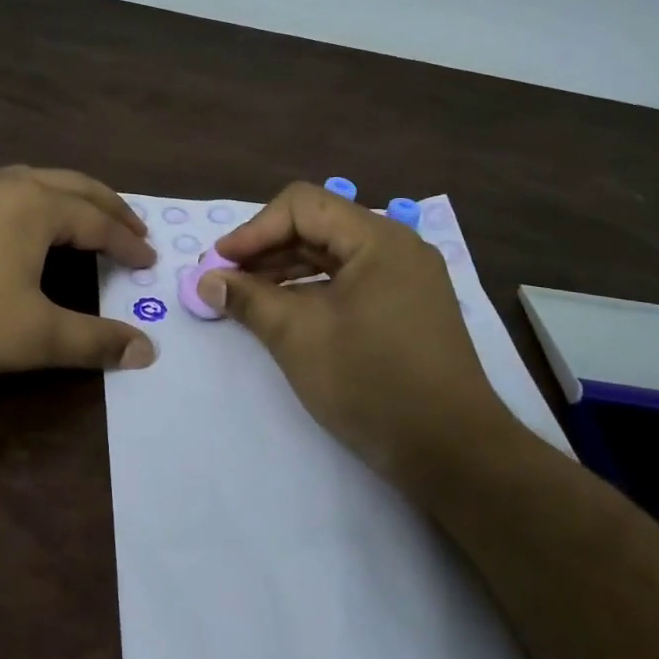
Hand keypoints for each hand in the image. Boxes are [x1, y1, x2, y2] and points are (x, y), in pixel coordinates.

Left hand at [0, 166, 158, 376]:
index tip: (150, 260)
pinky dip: (32, 198)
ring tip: (83, 215)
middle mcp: (8, 184)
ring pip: (35, 178)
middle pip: (74, 185)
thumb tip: (147, 352)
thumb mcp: (32, 336)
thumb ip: (93, 343)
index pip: (99, 223)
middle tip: (132, 226)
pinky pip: (2, 187)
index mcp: (38, 207)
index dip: (128, 244)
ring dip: (69, 195)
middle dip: (108, 206)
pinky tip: (17, 219)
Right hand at [201, 182, 517, 490]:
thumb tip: (207, 280)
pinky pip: (350, 283)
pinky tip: (284, 313)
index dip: (254, 230)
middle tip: (225, 282)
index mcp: (378, 239)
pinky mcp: (407, 309)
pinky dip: (313, 291)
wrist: (452, 452)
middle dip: (267, 250)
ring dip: (286, 271)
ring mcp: (406, 279)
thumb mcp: (298, 336)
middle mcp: (397, 248)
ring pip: (334, 256)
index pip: (302, 206)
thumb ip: (249, 299)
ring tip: (246, 298)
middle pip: (319, 227)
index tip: (219, 264)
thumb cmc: (370, 383)